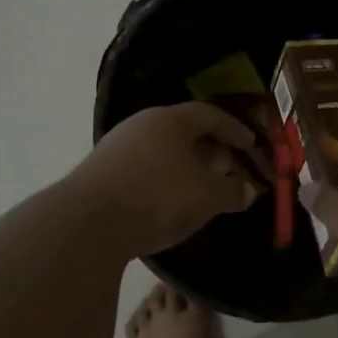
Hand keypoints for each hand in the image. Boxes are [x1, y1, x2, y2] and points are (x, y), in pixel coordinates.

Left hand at [73, 102, 261, 255]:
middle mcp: (140, 125)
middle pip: (182, 131)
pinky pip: (143, 169)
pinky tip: (168, 204)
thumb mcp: (206, 196)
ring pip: (161, 150)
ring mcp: (116, 148)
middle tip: (227, 168)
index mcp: (169, 120)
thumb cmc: (157, 197)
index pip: (208, 114)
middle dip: (209, 149)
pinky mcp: (100, 174)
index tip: (250, 144)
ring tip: (200, 189)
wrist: (87, 223)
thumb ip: (231, 191)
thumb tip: (248, 189)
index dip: (233, 129)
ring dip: (185, 166)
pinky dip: (163, 180)